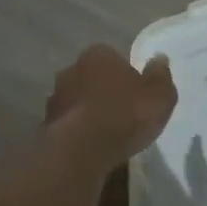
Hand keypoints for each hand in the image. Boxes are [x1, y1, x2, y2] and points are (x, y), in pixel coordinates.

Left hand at [44, 45, 177, 160]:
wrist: (82, 150)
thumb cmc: (126, 115)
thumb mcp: (159, 96)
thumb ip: (160, 76)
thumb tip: (159, 58)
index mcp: (98, 55)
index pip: (113, 58)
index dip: (125, 75)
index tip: (136, 94)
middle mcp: (71, 69)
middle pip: (92, 78)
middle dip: (104, 91)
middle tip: (122, 113)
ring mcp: (55, 98)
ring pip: (77, 101)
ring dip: (89, 112)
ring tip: (106, 133)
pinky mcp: (46, 125)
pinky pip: (68, 124)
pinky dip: (78, 131)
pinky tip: (91, 146)